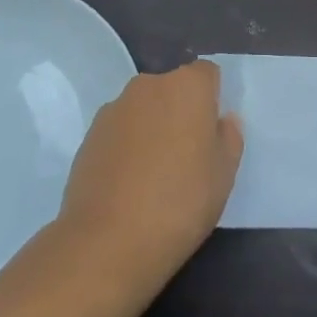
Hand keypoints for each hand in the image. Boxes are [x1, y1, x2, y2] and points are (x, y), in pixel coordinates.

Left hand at [58, 59, 243, 286]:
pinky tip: (127, 183)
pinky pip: (119, 131)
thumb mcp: (224, 174)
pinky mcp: (88, 136)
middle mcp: (149, 85)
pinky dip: (126, 146)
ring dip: (151, 127)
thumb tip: (222, 120)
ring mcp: (114, 109)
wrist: (107, 242)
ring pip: (143, 109)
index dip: (212, 100)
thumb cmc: (180, 202)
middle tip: (186, 154)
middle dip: (180, 111)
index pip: (207, 74)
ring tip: (153, 173)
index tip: (211, 133)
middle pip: (172, 89)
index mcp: (188, 86)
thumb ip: (228, 137)